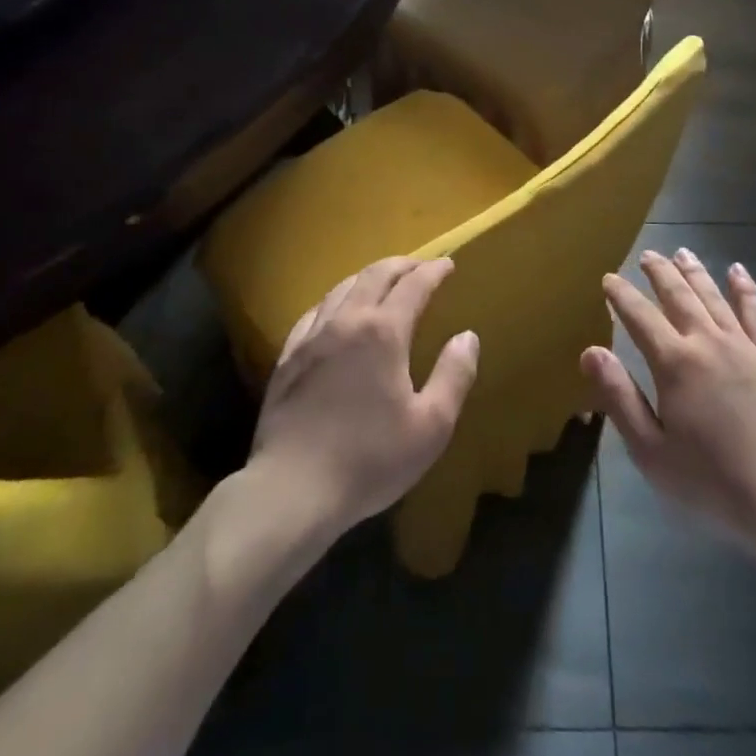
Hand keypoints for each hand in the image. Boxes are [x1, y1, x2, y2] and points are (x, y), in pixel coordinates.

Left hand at [249, 257, 479, 539]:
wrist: (292, 490)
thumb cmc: (370, 459)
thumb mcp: (431, 425)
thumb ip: (454, 375)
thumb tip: (467, 337)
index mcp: (383, 332)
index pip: (413, 286)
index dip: (433, 271)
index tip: (448, 264)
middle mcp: (346, 322)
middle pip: (375, 275)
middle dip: (402, 265)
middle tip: (420, 266)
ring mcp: (312, 338)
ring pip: (342, 288)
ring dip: (367, 277)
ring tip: (382, 280)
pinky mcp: (287, 358)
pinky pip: (314, 312)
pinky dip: (335, 300)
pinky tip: (336, 310)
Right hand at [584, 250, 755, 557]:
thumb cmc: (710, 481)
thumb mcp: (650, 450)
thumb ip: (619, 397)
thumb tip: (590, 350)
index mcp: (674, 363)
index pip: (640, 317)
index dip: (621, 296)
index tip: (609, 279)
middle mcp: (707, 342)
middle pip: (678, 296)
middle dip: (659, 273)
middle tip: (646, 255)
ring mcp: (744, 346)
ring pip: (714, 296)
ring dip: (695, 272)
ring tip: (682, 252)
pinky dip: (745, 289)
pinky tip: (737, 271)